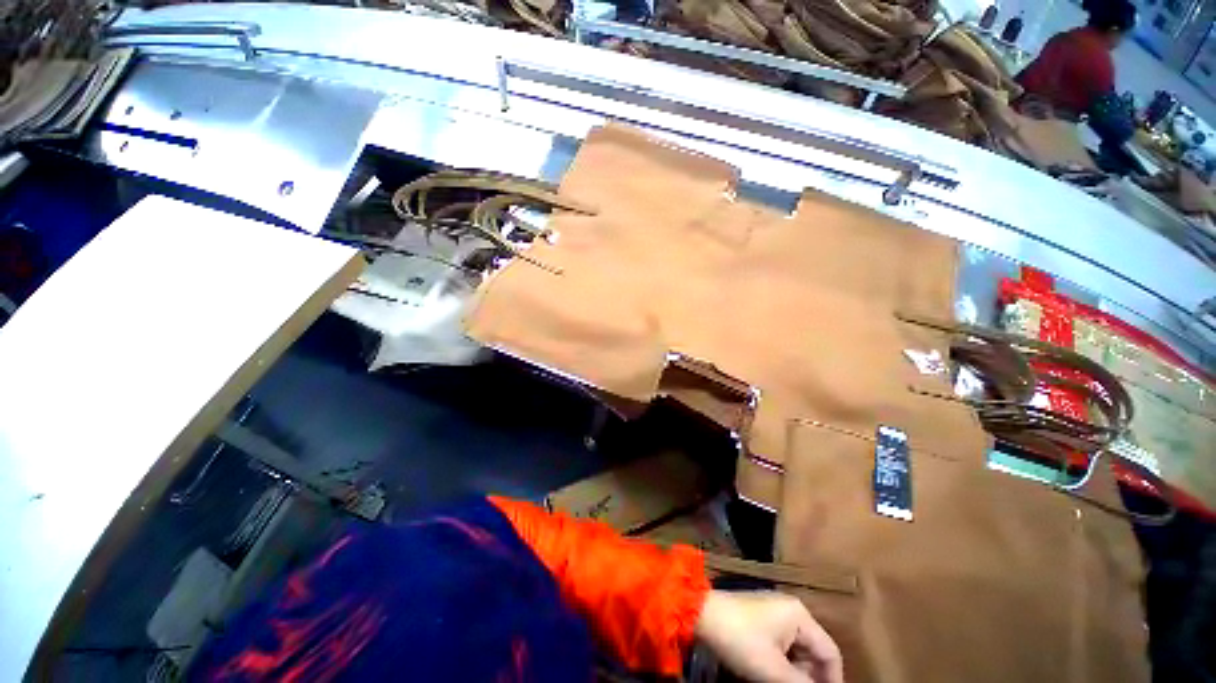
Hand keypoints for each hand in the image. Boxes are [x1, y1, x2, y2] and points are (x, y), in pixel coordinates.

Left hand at [694, 590, 842, 682]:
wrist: (702, 614)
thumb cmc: (741, 639)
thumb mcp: (774, 670)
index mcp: (800, 616)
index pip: (830, 652)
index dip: (832, 680)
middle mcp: (791, 610)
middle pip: (813, 651)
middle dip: (810, 676)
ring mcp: (774, 611)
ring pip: (797, 649)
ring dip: (795, 672)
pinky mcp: (760, 617)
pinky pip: (781, 644)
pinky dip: (781, 662)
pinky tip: (771, 675)